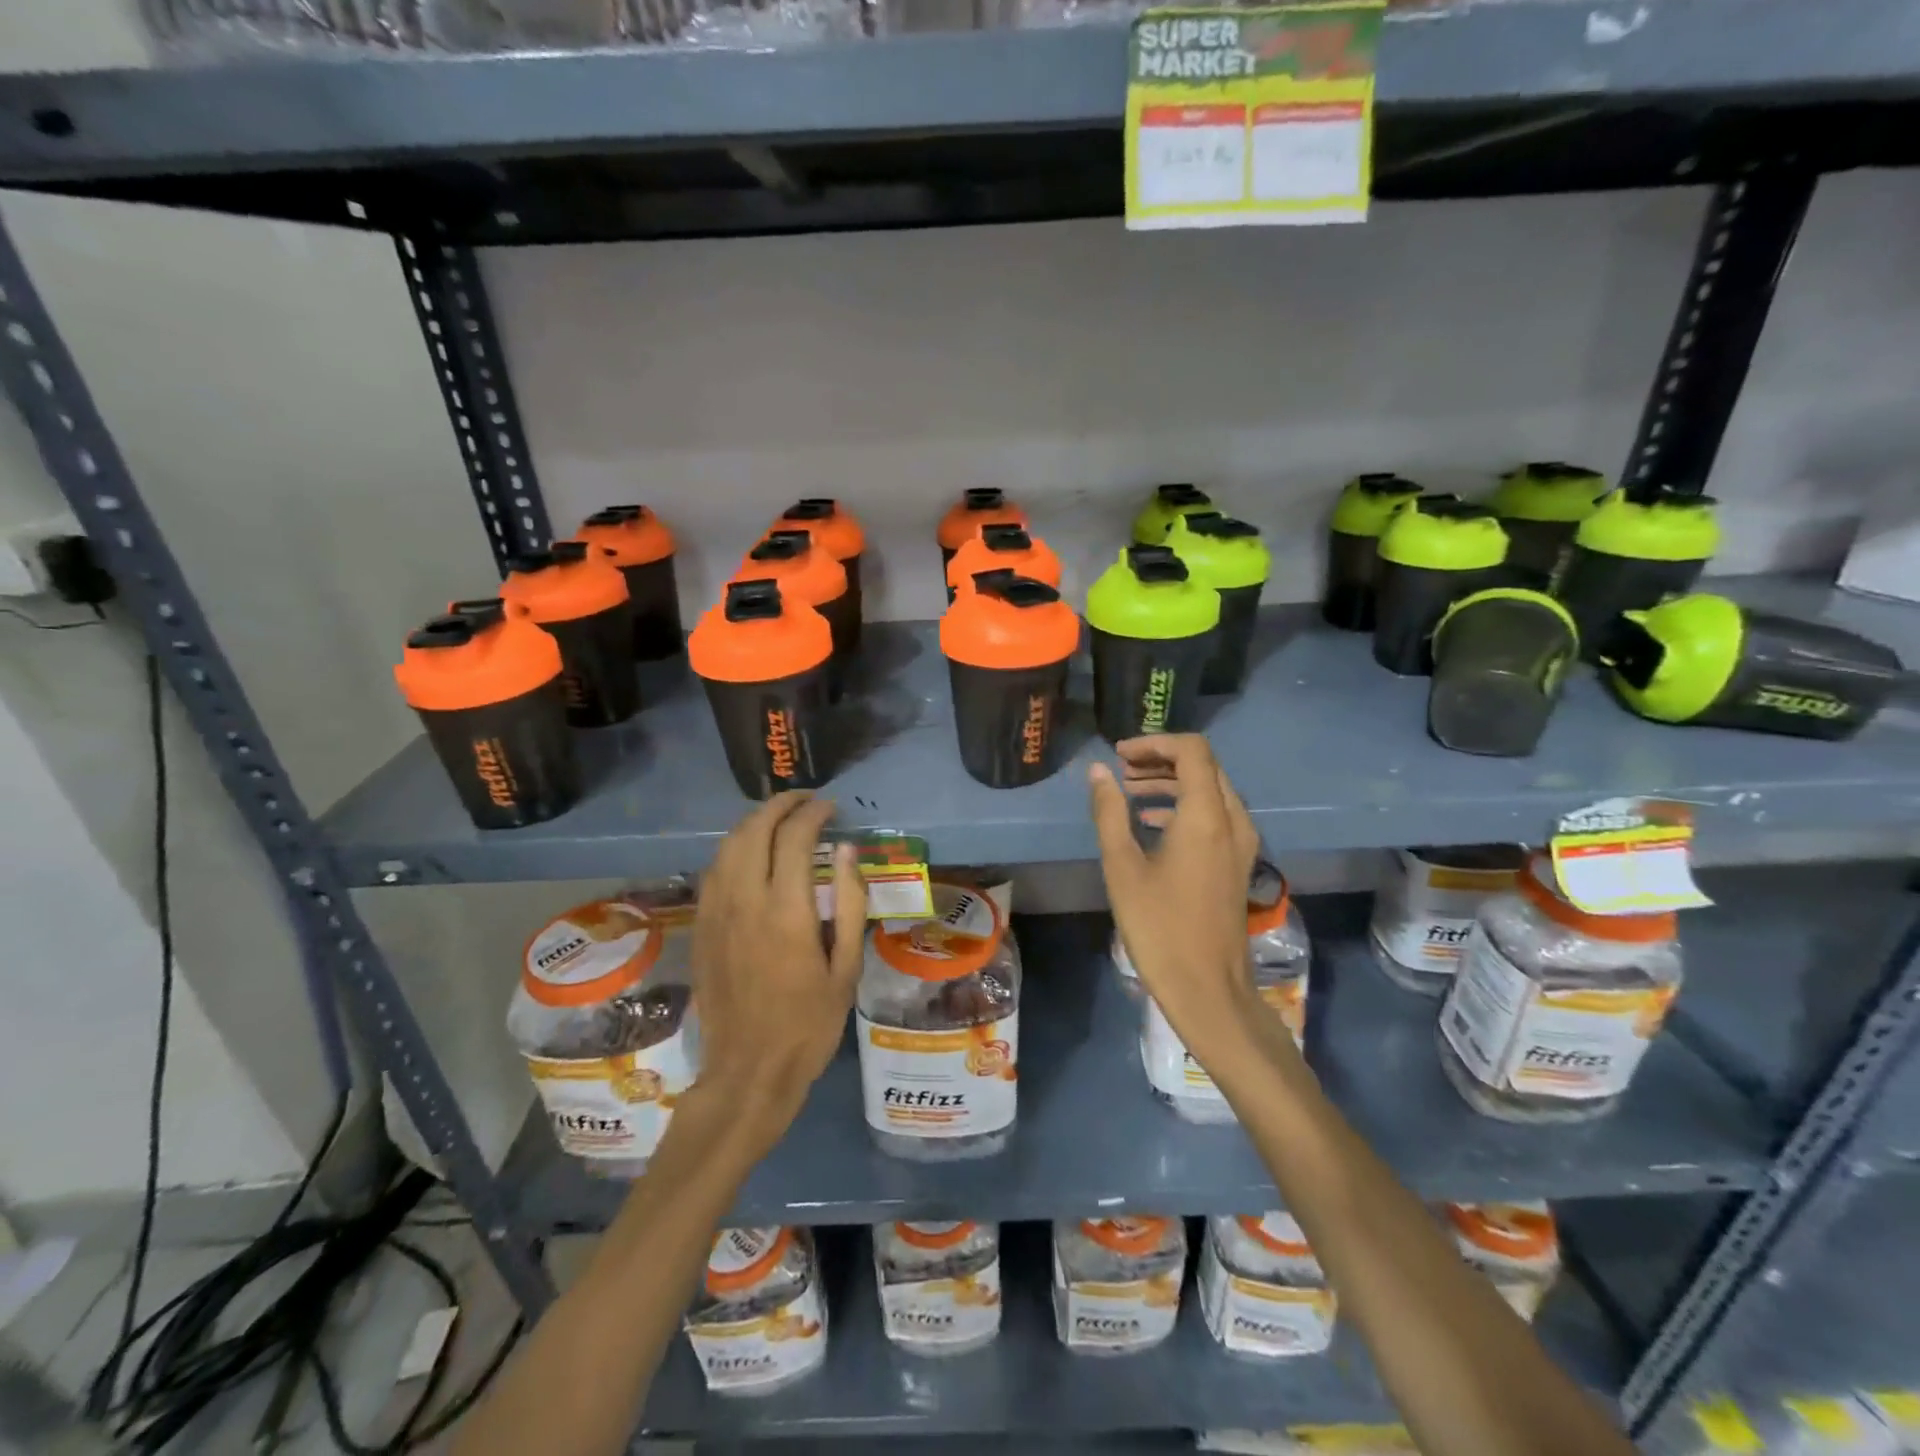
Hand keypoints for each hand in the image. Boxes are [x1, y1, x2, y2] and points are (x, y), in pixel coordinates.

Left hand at [689, 792, 866, 1156]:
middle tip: (805, 800)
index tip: (831, 807)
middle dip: (780, 805)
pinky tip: (749, 852)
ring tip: (779, 817)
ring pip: (728, 845)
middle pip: (755, 830)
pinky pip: (714, 870)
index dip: (813, 813)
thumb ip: (848, 903)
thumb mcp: (846, 968)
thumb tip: (846, 851)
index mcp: (786, 911)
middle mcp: (745, 901)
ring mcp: (716, 913)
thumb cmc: (809, 1024)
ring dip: (754, 821)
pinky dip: (733, 847)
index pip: (795, 838)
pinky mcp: (702, 927)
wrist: (748, 1071)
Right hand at [1088, 735, 1266, 1057]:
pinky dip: (1185, 806)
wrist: (1207, 988)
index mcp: (1206, 815)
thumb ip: (1110, 812)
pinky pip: (1216, 815)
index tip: (1119, 755)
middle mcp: (1233, 820)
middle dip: (1161, 760)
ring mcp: (1242, 843)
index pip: (1191, 750)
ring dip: (1172, 782)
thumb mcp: (1122, 866)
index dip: (1154, 742)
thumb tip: (1099, 772)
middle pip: (1204, 766)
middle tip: (1121, 770)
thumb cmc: (1159, 926)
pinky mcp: (1238, 862)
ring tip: (1129, 792)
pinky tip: (1151, 822)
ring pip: (1211, 790)